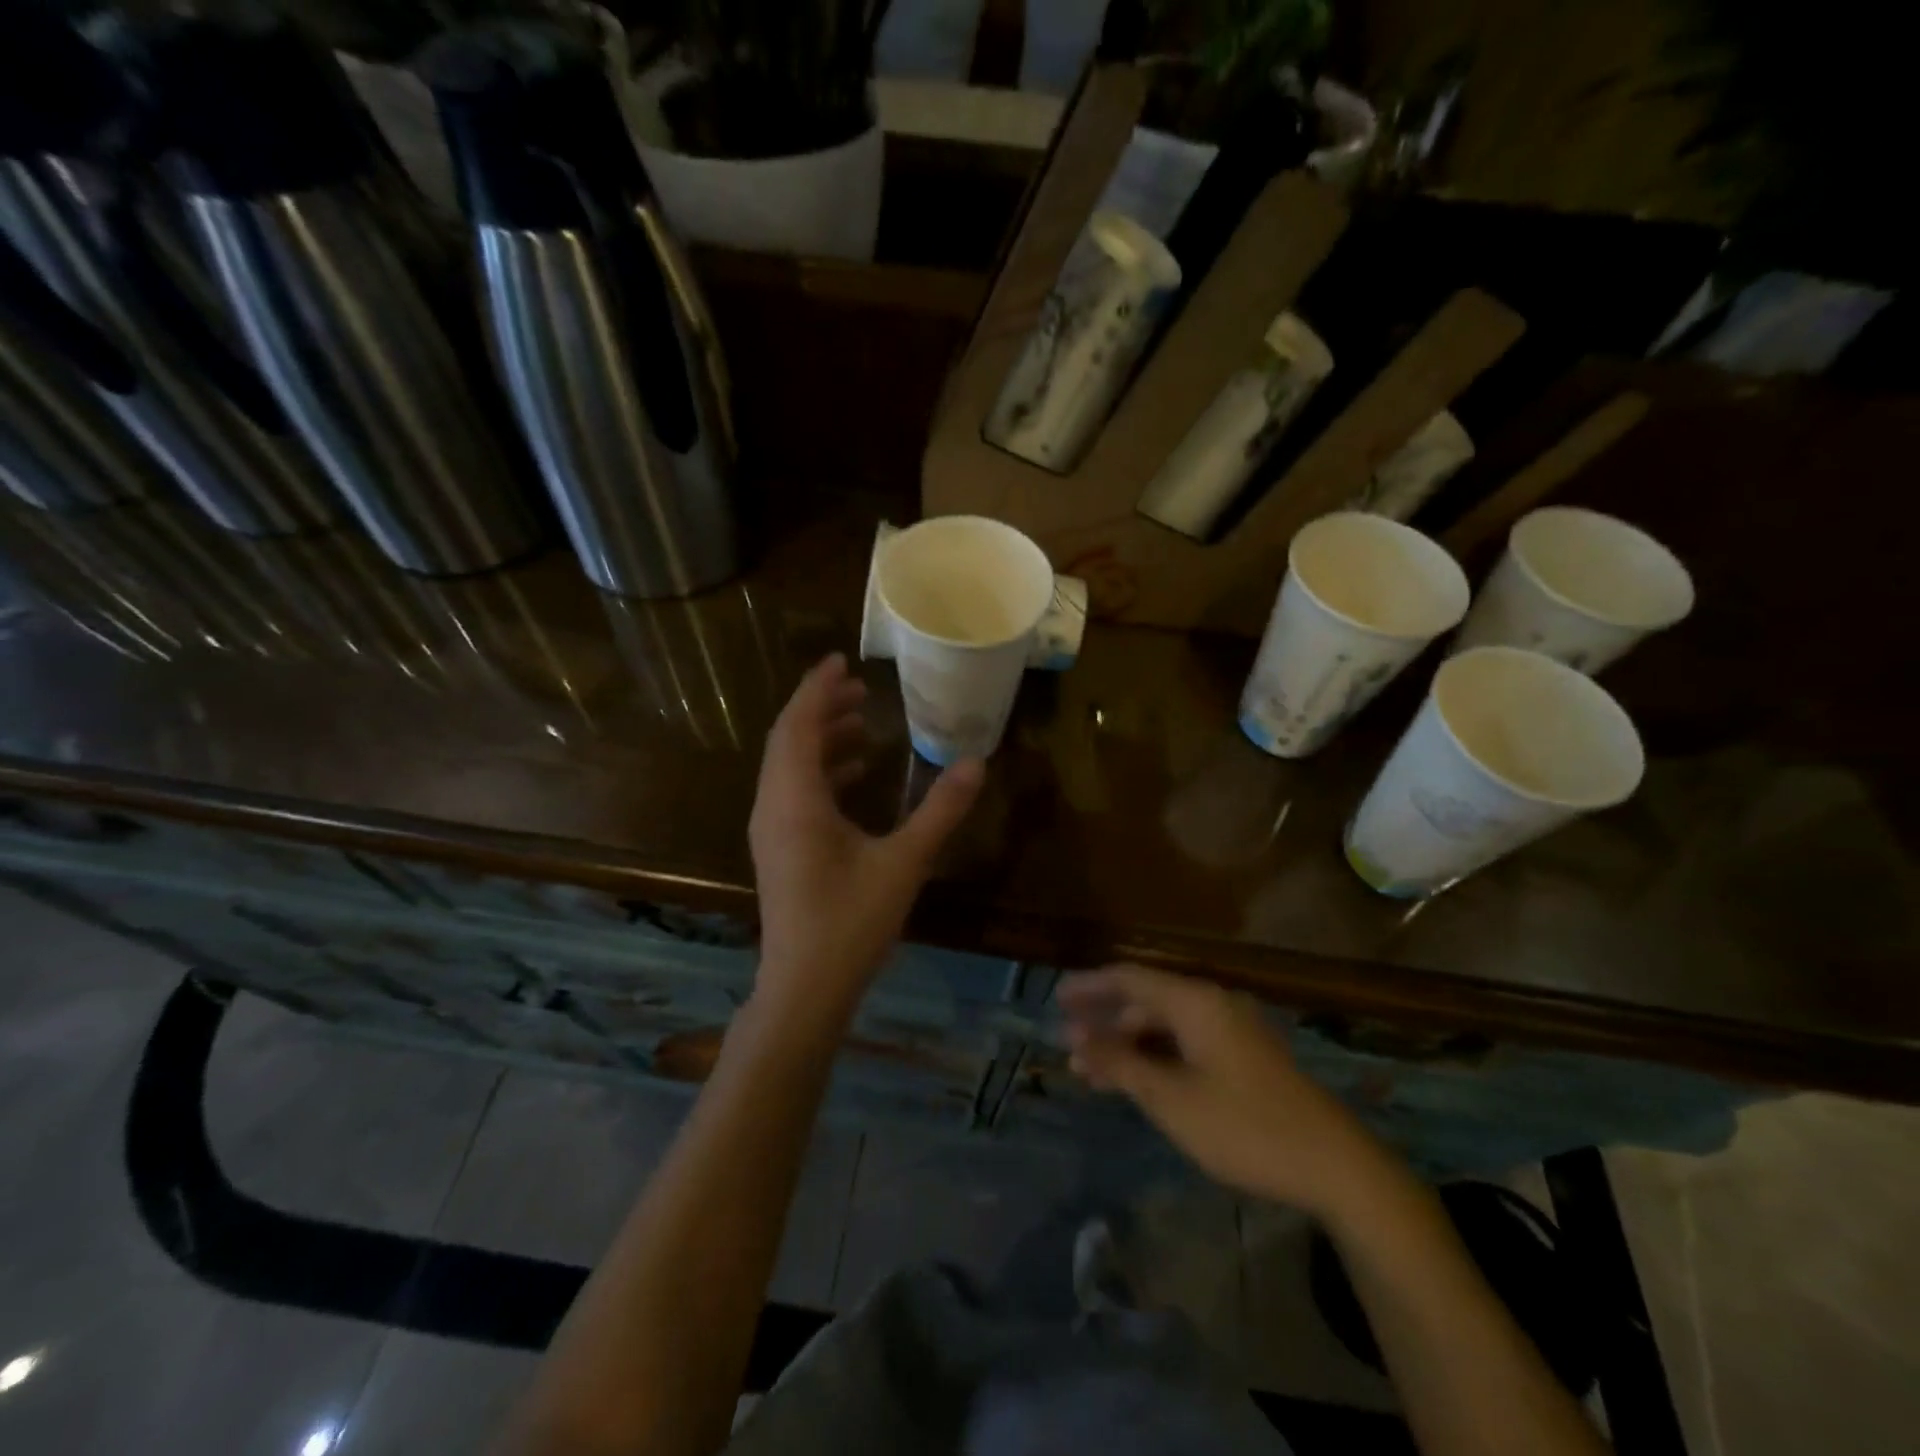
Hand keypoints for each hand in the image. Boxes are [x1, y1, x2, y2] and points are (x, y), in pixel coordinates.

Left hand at [749, 654, 983, 1009]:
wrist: (805, 988)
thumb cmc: (851, 923)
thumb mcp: (904, 863)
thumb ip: (940, 811)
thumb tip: (976, 763)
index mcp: (795, 800)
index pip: (798, 725)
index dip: (817, 689)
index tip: (841, 661)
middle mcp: (773, 806)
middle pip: (789, 740)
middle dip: (822, 709)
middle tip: (861, 689)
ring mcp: (771, 830)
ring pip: (790, 766)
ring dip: (822, 739)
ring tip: (863, 722)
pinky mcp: (779, 849)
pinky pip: (794, 792)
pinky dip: (821, 772)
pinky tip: (856, 775)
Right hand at [1060, 965, 1399, 1220]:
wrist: (1336, 1166)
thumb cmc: (1244, 1126)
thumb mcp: (1172, 1099)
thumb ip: (1121, 1064)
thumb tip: (1077, 1037)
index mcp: (1195, 1002)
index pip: (1130, 978)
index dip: (1091, 986)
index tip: (1057, 998)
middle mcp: (1212, 1005)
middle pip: (1146, 1001)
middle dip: (1105, 1021)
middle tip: (1069, 1041)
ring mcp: (1231, 1032)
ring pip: (1165, 1027)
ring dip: (1128, 1045)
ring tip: (1091, 1071)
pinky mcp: (1243, 1059)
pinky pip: (1185, 1045)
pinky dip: (1155, 1058)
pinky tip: (1135, 1082)